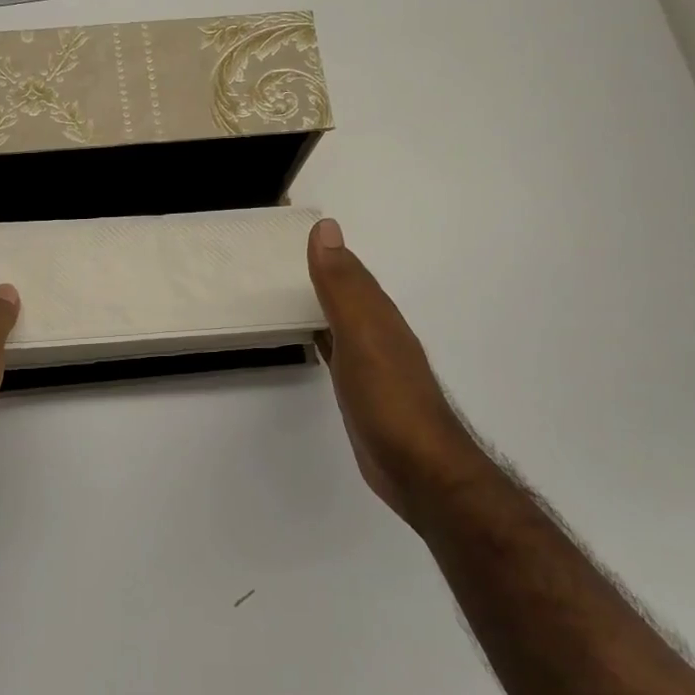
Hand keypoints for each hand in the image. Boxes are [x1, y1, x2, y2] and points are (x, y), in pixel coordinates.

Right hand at [307, 219, 492, 529]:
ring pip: (341, 320)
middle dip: (320, 272)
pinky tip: (311, 336)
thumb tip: (326, 228)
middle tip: (276, 256)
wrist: (417, 468)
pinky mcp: (362, 391)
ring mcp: (372, 363)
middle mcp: (378, 333)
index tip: (289, 226)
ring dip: (320, 302)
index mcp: (379, 315)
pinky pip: (336, 349)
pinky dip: (321, 335)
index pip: (348, 269)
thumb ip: (343, 285)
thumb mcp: (363, 334)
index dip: (323, 249)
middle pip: (346, 292)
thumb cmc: (388, 398)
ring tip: (286, 289)